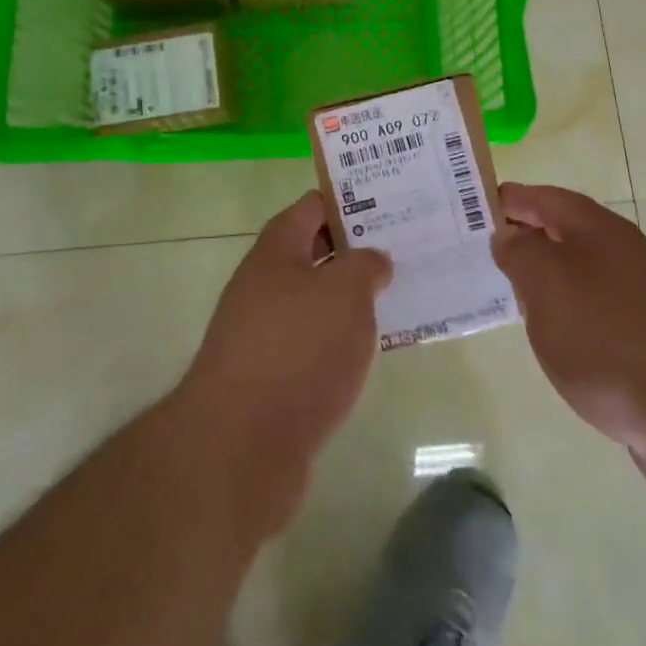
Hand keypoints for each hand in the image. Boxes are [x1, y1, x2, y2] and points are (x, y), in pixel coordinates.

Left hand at [176, 191, 391, 531]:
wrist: (240, 445)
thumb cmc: (298, 349)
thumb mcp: (345, 292)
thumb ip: (365, 265)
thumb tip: (371, 260)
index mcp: (277, 250)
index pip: (312, 207)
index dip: (349, 201)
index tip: (390, 204)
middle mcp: (264, 284)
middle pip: (313, 253)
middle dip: (355, 251)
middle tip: (405, 250)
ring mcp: (263, 332)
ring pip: (315, 301)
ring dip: (350, 299)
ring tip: (398, 298)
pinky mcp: (270, 378)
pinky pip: (312, 344)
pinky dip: (339, 342)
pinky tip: (370, 351)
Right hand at [493, 184, 645, 494]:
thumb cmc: (606, 337)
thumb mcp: (545, 284)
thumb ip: (519, 251)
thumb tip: (509, 235)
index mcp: (598, 227)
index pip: (542, 197)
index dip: (505, 200)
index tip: (466, 211)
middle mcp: (623, 250)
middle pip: (562, 230)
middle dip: (521, 238)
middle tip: (478, 253)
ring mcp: (640, 293)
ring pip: (578, 271)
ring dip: (543, 277)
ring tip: (507, 294)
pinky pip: (594, 307)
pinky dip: (567, 310)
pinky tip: (553, 335)